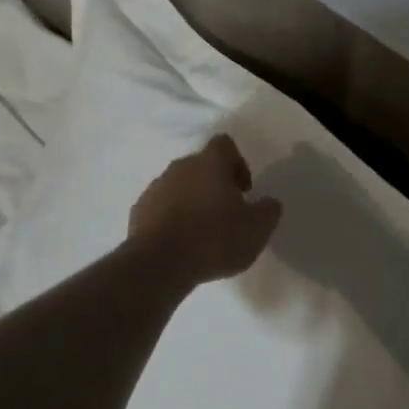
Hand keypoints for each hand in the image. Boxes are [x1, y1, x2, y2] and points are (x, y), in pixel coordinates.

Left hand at [127, 134, 282, 285]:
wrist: (159, 264)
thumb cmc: (214, 239)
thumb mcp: (256, 229)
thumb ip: (269, 210)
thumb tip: (269, 202)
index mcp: (210, 163)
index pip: (224, 144)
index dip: (237, 163)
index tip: (243, 191)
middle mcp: (181, 166)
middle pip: (201, 165)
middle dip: (214, 184)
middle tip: (226, 213)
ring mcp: (156, 187)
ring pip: (179, 185)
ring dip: (192, 201)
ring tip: (201, 232)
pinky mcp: (139, 210)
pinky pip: (160, 207)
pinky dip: (171, 218)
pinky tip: (179, 243)